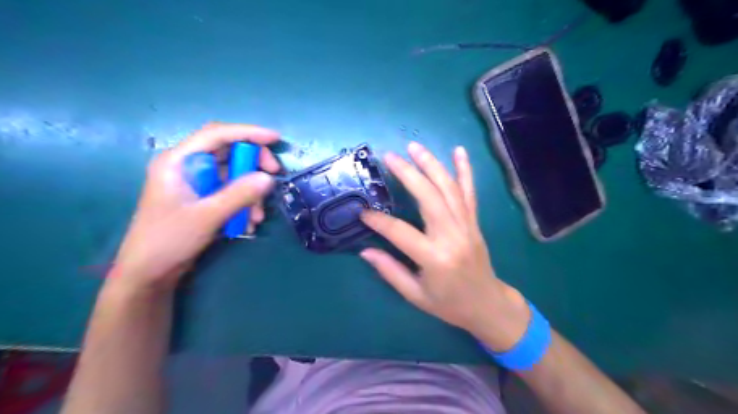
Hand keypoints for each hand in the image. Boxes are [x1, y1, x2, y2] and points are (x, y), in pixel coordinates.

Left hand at [110, 124, 280, 292]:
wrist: (149, 273)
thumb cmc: (168, 240)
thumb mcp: (206, 216)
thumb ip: (238, 195)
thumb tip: (268, 178)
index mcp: (179, 161)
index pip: (216, 135)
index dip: (248, 133)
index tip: (275, 139)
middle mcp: (188, 167)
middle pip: (228, 152)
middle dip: (254, 164)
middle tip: (274, 176)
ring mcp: (196, 183)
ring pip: (233, 175)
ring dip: (251, 191)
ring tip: (258, 216)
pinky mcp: (203, 199)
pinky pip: (231, 192)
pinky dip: (244, 204)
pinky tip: (248, 223)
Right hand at [360, 142, 527, 352]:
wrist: (487, 305)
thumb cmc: (449, 304)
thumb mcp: (415, 296)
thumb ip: (390, 271)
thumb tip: (365, 251)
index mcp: (435, 258)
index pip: (400, 232)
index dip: (379, 221)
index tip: (363, 211)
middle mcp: (452, 236)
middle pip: (429, 198)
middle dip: (408, 174)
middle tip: (389, 156)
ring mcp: (467, 225)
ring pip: (449, 189)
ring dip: (432, 165)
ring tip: (414, 147)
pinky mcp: (474, 222)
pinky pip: (470, 192)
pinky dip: (465, 170)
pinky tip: (459, 151)